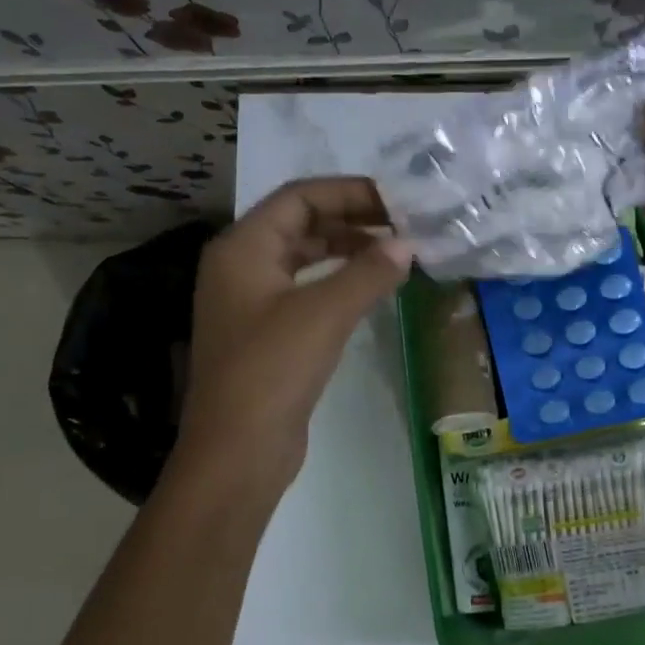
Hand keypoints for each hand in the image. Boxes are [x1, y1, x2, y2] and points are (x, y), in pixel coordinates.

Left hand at [177, 177, 410, 484]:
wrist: (237, 452)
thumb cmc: (272, 371)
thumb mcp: (324, 314)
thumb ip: (368, 272)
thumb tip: (407, 244)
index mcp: (242, 247)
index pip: (299, 197)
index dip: (349, 192)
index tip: (397, 201)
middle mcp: (241, 266)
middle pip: (300, 223)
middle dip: (352, 219)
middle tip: (403, 227)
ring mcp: (251, 302)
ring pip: (304, 257)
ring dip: (347, 250)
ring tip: (395, 253)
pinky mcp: (267, 333)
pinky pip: (306, 290)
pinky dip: (338, 282)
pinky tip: (371, 289)